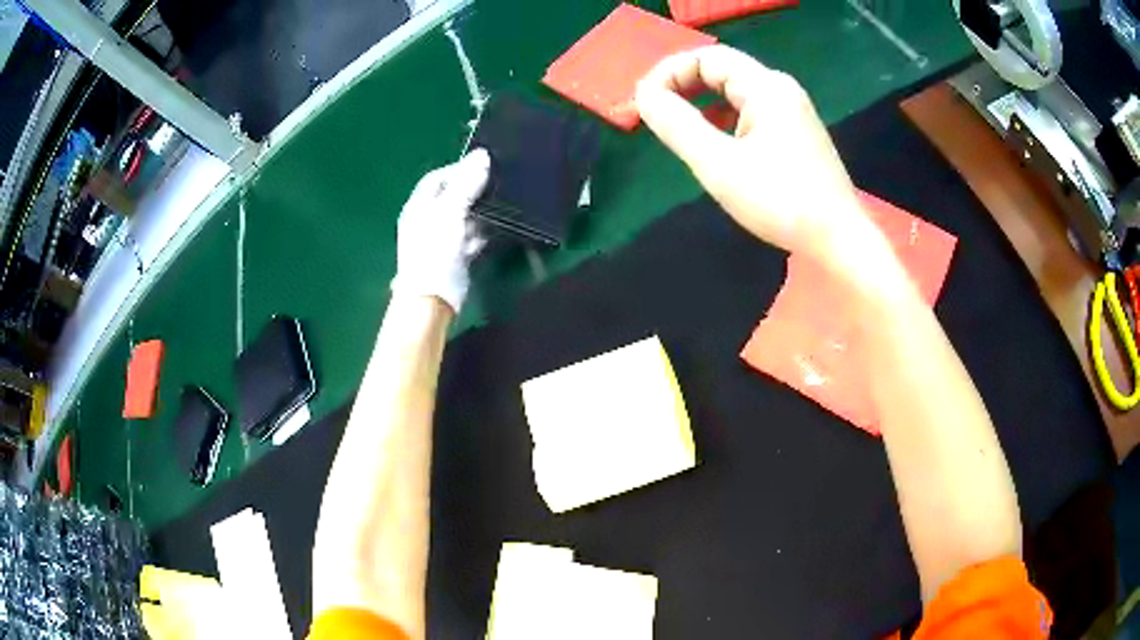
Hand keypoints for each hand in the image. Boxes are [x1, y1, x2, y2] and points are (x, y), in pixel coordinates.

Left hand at [391, 149, 489, 313]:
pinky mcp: (455, 257)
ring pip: (463, 217)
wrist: (432, 299)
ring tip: (504, 203)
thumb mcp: (450, 210)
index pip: (437, 178)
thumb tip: (482, 154)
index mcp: (418, 206)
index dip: (458, 169)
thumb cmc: (435, 250)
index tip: (484, 166)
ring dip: (481, 211)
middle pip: (452, 196)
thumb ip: (467, 183)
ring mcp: (441, 240)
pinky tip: (499, 227)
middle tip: (498, 183)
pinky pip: (471, 237)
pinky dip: (483, 232)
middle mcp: (427, 220)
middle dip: (473, 189)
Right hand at [635, 45, 877, 262]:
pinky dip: (723, 119)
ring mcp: (792, 110)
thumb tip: (645, 96)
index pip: (707, 58)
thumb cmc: (781, 202)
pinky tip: (714, 143)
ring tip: (677, 129)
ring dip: (701, 103)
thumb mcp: (719, 165)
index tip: (644, 104)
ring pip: (735, 92)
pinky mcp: (795, 132)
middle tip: (654, 114)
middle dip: (682, 86)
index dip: (669, 73)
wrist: (839, 239)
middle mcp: (780, 89)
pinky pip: (750, 111)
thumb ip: (677, 125)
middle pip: (721, 70)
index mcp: (766, 87)